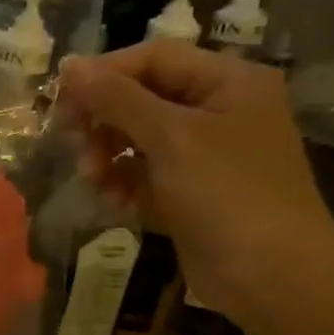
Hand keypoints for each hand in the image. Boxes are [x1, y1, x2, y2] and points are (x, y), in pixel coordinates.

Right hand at [54, 45, 333, 322]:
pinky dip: (121, 181)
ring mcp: (203, 150)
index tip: (61, 102)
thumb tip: (69, 65)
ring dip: (105, 155)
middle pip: (139, 96)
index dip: (103, 75)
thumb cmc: (227, 194)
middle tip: (73, 144)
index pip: (152, 58)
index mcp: (227, 81)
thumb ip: (116, 98)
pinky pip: (142, 170)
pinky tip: (113, 202)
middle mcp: (217, 108)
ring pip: (135, 136)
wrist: (272, 276)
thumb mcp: (169, 137)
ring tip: (94, 181)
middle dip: (102, 121)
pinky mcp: (189, 187)